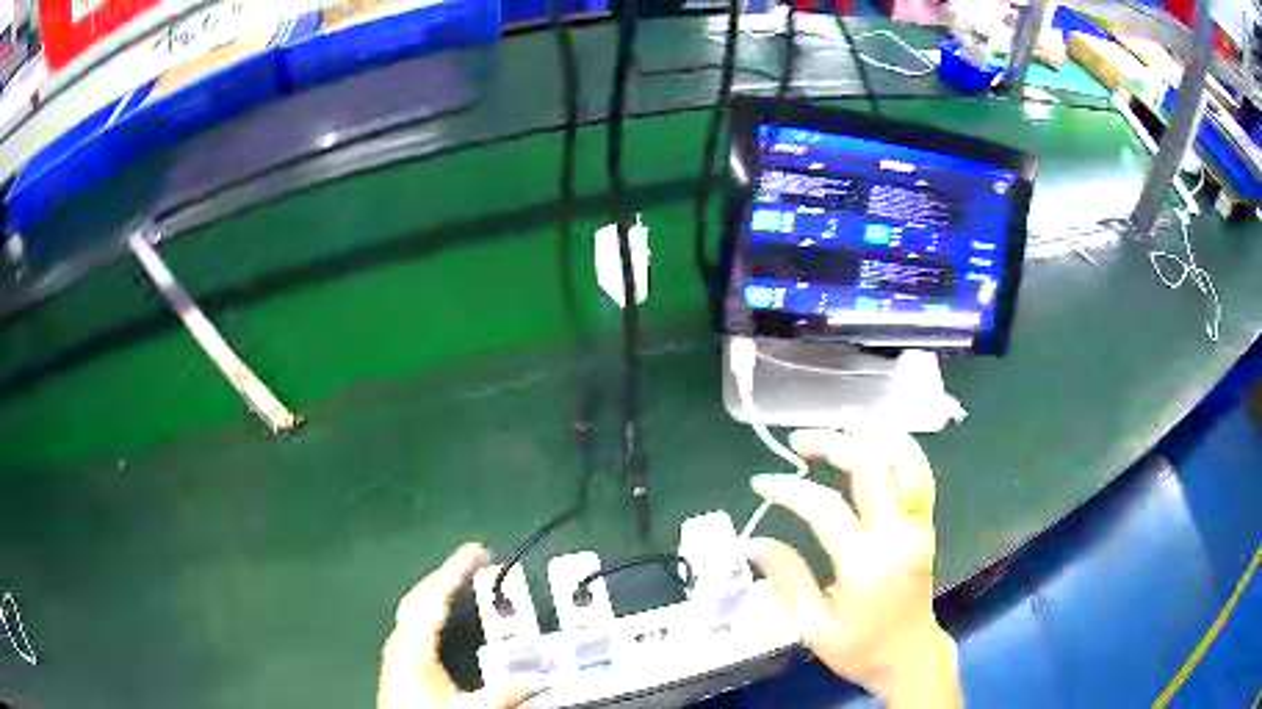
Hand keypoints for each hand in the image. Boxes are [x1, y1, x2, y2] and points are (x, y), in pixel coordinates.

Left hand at [378, 544, 545, 708]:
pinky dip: (430, 606)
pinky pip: (412, 620)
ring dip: (437, 589)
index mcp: (414, 646)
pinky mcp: (397, 660)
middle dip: (446, 574)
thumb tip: (543, 679)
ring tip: (460, 580)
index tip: (477, 551)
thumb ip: (506, 691)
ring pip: (413, 606)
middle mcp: (400, 642)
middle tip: (475, 561)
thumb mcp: (471, 708)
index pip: (435, 597)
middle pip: (420, 596)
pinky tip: (440, 614)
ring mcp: (395, 650)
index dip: (456, 570)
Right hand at [745, 429, 960, 707]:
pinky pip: (918, 474)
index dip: (789, 490)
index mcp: (867, 566)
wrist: (911, 658)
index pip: (826, 509)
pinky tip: (878, 439)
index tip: (762, 484)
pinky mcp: (926, 525)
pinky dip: (899, 448)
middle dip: (832, 443)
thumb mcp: (813, 627)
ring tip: (841, 424)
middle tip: (798, 443)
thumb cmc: (860, 651)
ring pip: (904, 460)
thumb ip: (787, 580)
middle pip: (870, 467)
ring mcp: (918, 526)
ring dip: (873, 435)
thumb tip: (753, 543)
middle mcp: (899, 536)